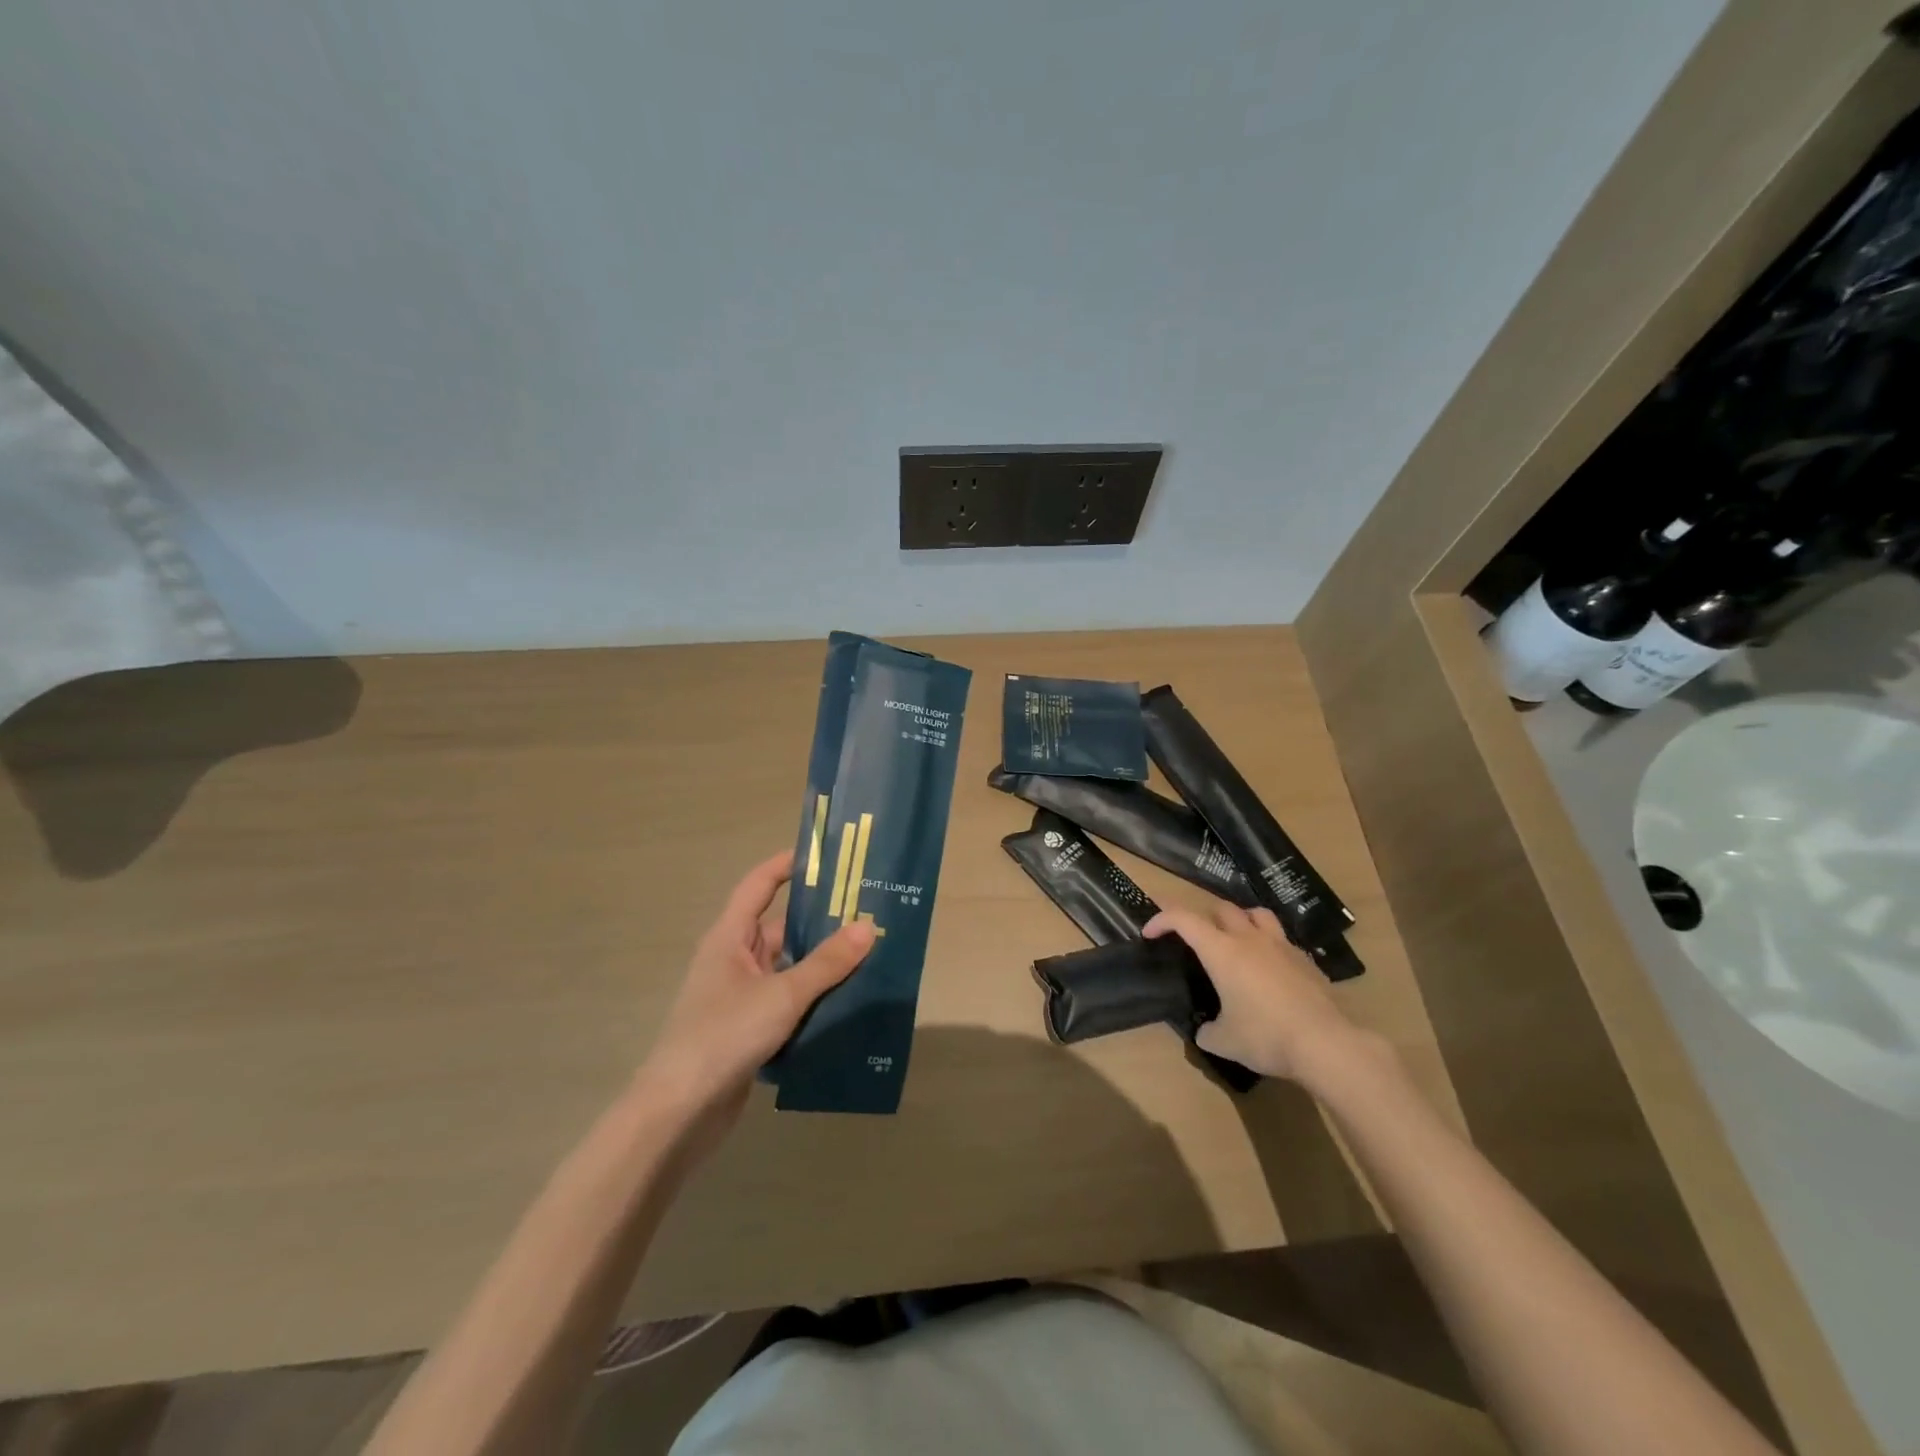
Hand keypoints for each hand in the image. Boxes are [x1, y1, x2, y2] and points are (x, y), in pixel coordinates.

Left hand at [637, 850, 873, 1147]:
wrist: (679, 1113)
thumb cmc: (724, 1036)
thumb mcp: (782, 995)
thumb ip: (826, 963)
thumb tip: (868, 926)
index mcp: (730, 938)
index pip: (759, 885)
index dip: (787, 865)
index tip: (826, 856)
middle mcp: (734, 960)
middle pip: (781, 928)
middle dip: (821, 922)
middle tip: (868, 913)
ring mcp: (740, 997)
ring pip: (788, 969)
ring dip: (822, 966)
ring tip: (870, 958)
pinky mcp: (749, 1030)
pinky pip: (788, 1002)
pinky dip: (814, 1000)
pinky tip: (848, 1005)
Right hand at [1143, 900, 1369, 1086]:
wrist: (1326, 1044)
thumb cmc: (1265, 1036)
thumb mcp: (1224, 1041)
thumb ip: (1207, 1031)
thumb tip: (1205, 1030)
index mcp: (1221, 951)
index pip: (1183, 919)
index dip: (1161, 919)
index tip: (1149, 932)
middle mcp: (1249, 939)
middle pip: (1221, 908)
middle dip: (1203, 918)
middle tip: (1197, 941)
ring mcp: (1281, 946)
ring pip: (1256, 913)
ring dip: (1240, 920)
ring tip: (1236, 940)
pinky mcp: (1306, 960)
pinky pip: (1282, 939)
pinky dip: (1269, 945)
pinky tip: (1270, 969)